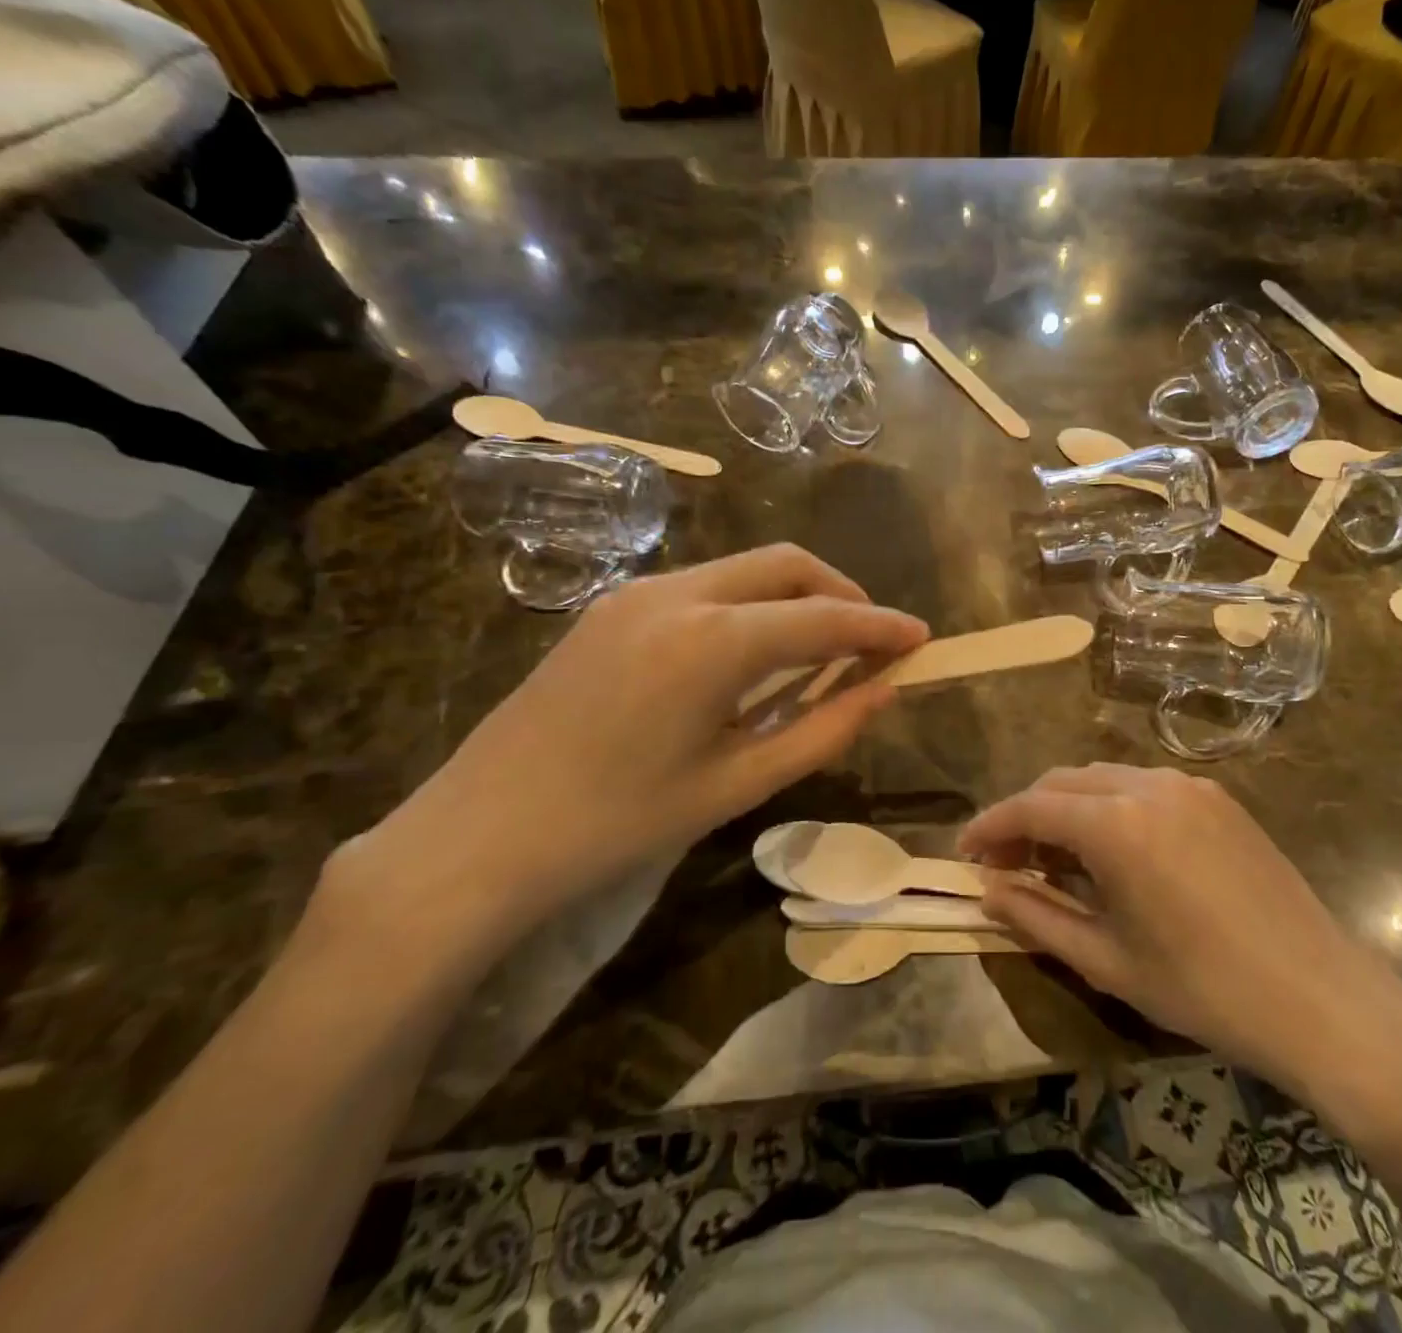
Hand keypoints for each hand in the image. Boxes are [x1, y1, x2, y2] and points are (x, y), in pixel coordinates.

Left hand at [333, 545, 927, 962]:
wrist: (479, 836)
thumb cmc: (618, 824)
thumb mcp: (736, 785)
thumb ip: (822, 731)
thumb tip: (884, 690)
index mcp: (713, 642)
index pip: (824, 619)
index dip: (880, 627)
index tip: (922, 637)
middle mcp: (678, 594)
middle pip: (786, 565)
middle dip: (841, 594)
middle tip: (871, 640)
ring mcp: (637, 593)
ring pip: (744, 569)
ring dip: (794, 597)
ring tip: (819, 652)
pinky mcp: (610, 606)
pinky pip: (704, 587)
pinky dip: (748, 606)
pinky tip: (752, 655)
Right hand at [959, 765, 1401, 1126]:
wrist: (1324, 1000)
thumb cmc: (1205, 990)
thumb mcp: (1107, 962)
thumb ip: (1036, 917)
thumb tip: (987, 890)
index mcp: (1116, 824)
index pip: (1031, 807)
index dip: (991, 826)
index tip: (965, 851)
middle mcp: (1148, 785)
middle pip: (1063, 782)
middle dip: (1026, 814)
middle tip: (1006, 860)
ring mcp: (1189, 786)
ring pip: (1103, 777)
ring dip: (1068, 806)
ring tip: (1056, 856)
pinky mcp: (1219, 797)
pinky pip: (1144, 785)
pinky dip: (1111, 805)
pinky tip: (1114, 848)